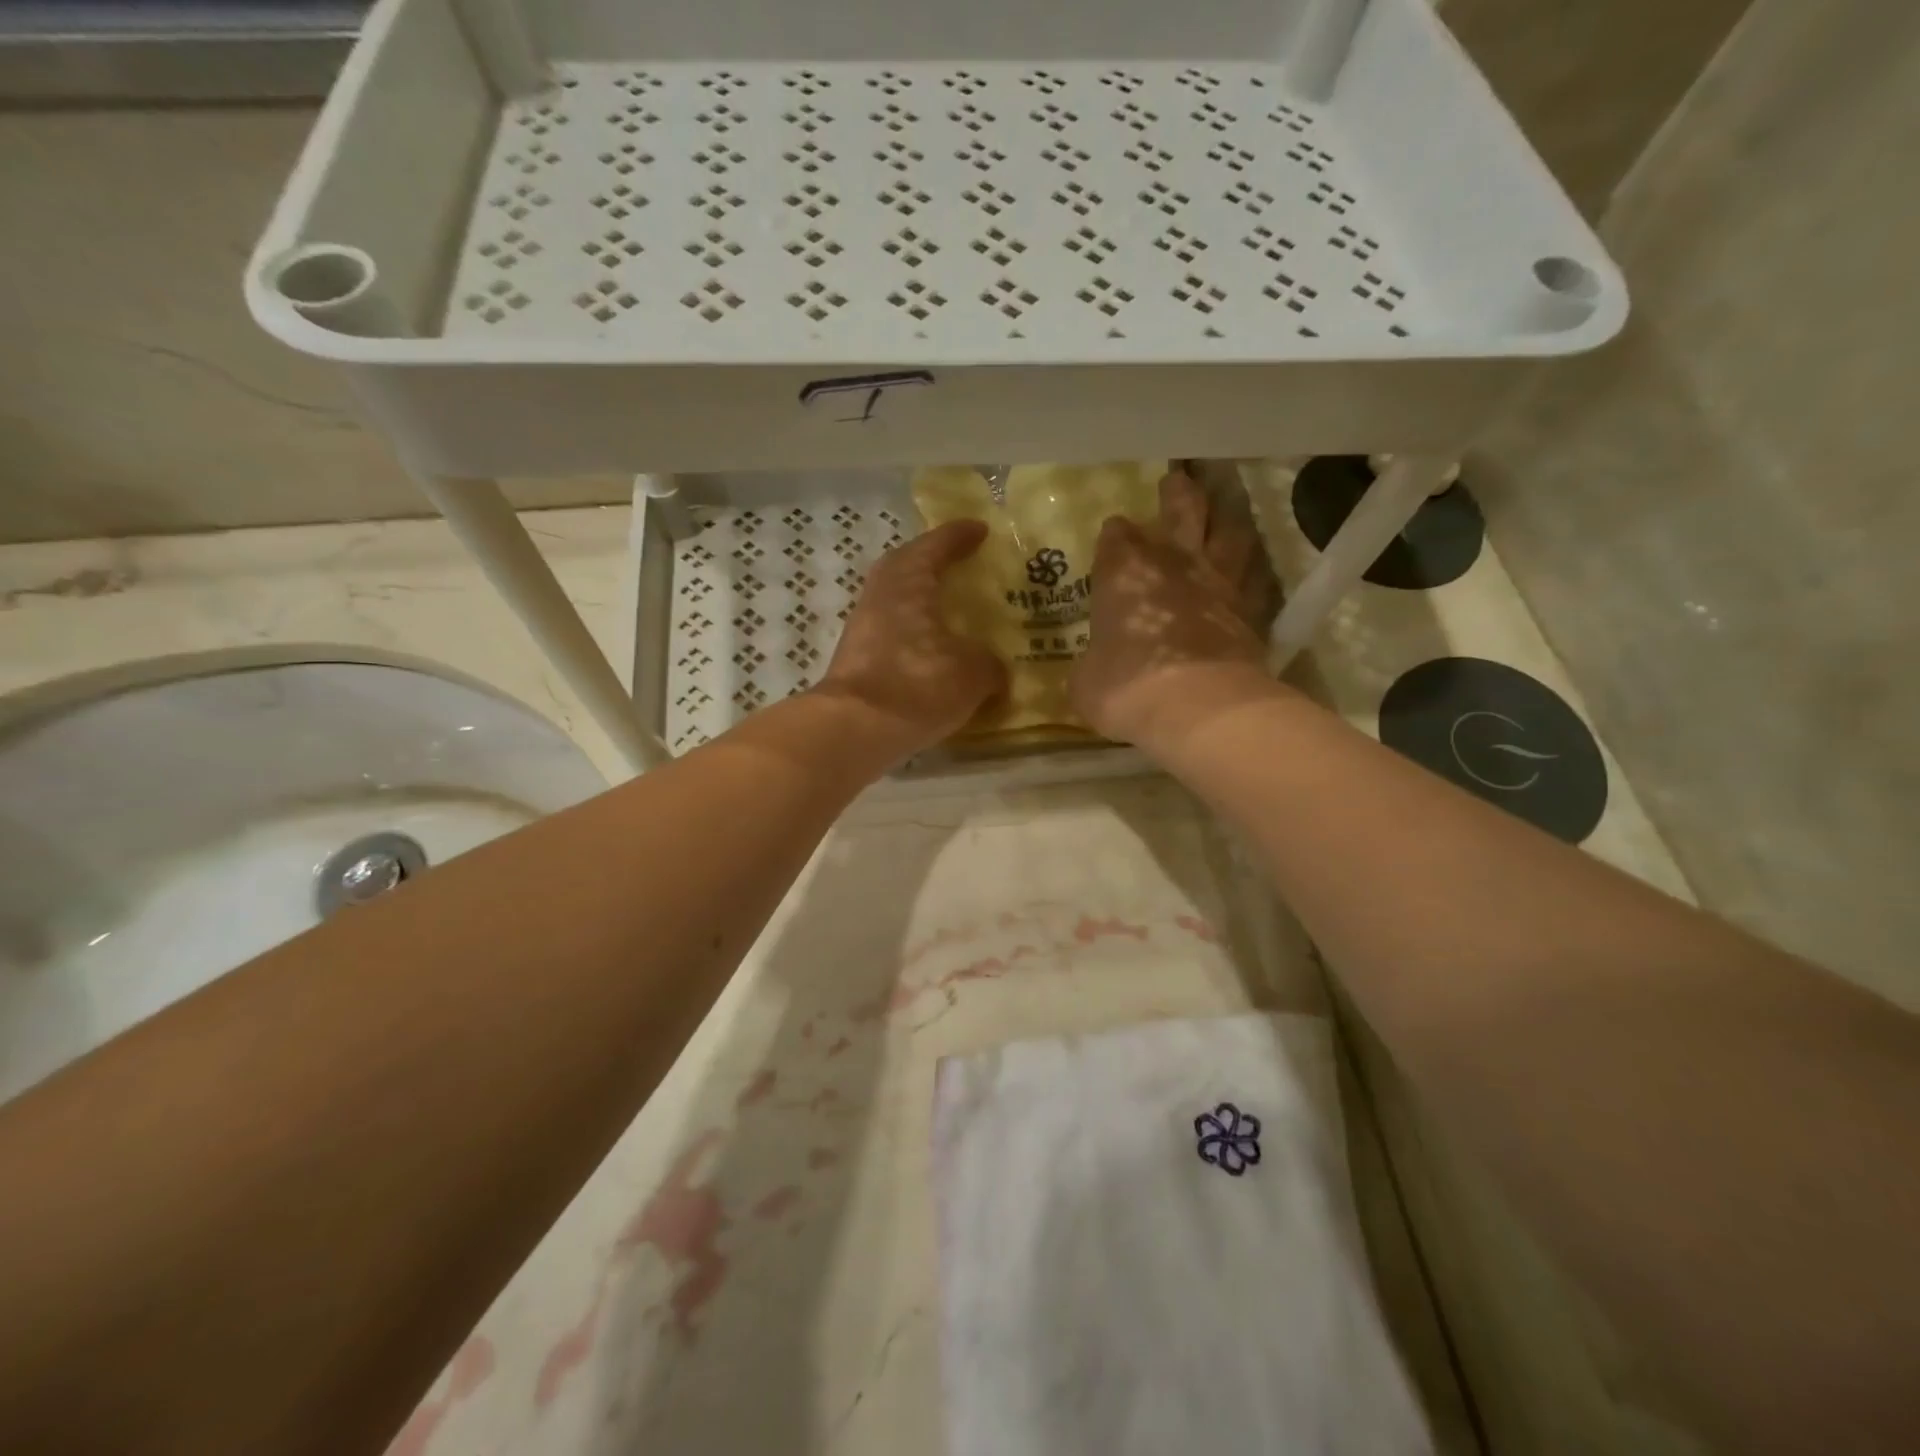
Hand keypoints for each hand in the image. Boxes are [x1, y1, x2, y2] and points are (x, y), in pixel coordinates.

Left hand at [814, 519, 1007, 758]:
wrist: (854, 730)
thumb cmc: (917, 684)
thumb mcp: (974, 673)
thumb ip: (990, 663)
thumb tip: (994, 668)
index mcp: (908, 580)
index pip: (936, 545)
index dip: (960, 536)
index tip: (980, 529)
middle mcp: (880, 595)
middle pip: (905, 566)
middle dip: (932, 562)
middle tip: (959, 566)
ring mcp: (863, 628)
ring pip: (895, 601)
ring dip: (920, 600)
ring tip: (950, 612)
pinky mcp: (856, 660)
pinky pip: (891, 632)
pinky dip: (912, 634)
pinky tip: (932, 652)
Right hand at [1069, 468, 1278, 748]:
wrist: (1199, 706)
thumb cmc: (1126, 686)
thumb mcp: (1086, 683)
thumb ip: (1091, 667)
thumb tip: (1093, 671)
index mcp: (1123, 571)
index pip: (1116, 536)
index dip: (1115, 535)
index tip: (1114, 536)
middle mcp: (1173, 563)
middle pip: (1182, 510)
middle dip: (1177, 494)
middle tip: (1178, 480)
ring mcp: (1218, 583)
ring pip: (1229, 534)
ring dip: (1225, 521)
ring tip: (1223, 516)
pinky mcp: (1252, 611)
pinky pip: (1254, 579)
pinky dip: (1249, 574)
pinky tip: (1247, 576)